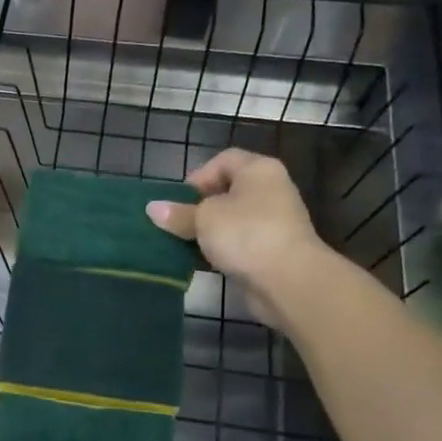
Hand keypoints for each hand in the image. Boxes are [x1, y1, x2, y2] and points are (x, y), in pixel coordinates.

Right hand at [146, 149, 332, 324]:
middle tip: (176, 222)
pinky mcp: (271, 250)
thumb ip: (178, 213)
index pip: (224, 160)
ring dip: (207, 231)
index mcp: (258, 171)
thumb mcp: (204, 219)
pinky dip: (220, 249)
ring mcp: (274, 222)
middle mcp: (270, 191)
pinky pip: (239, 243)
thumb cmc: (246, 234)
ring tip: (183, 243)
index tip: (179, 199)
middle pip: (227, 191)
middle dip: (199, 206)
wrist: (289, 281)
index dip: (199, 175)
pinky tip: (201, 261)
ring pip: (231, 220)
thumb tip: (152, 208)